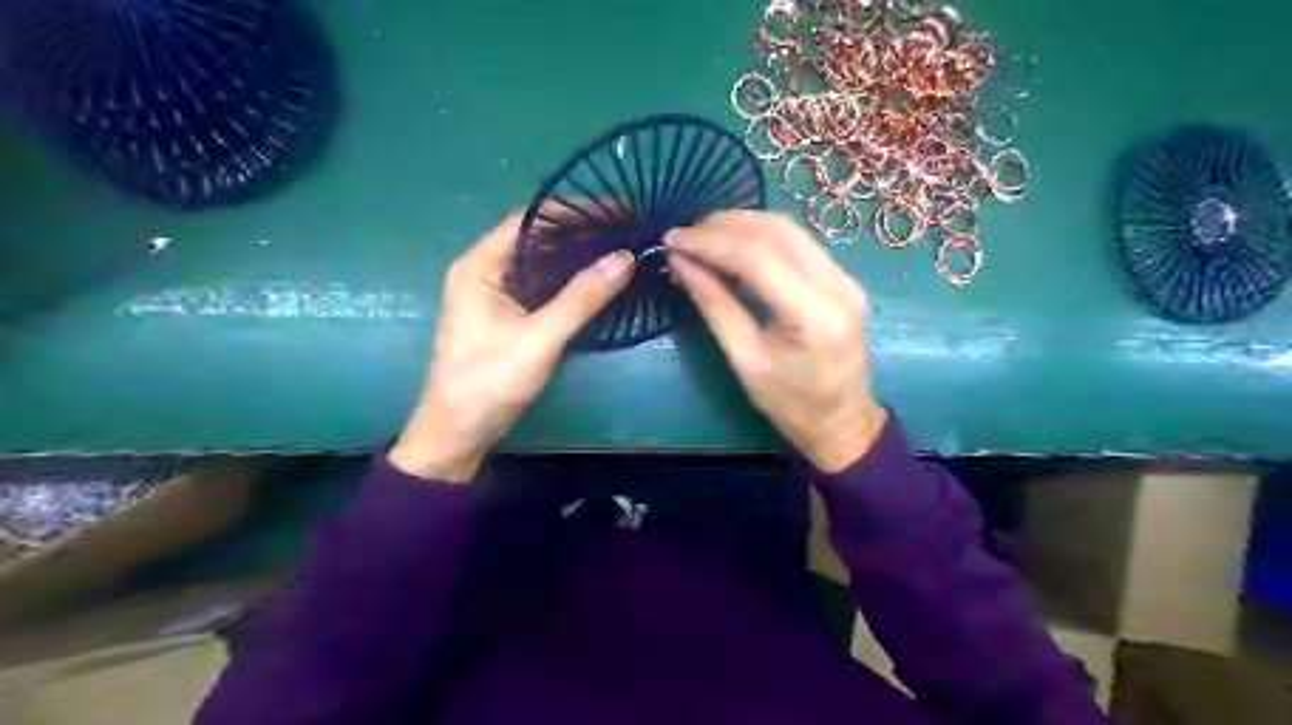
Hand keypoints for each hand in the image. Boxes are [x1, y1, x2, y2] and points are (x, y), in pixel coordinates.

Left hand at [394, 217, 632, 484]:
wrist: (457, 431)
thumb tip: (626, 256)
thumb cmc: (490, 381)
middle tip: (626, 227)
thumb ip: (582, 297)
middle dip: (581, 228)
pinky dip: (567, 276)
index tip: (618, 209)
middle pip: (536, 235)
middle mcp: (483, 268)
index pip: (531, 218)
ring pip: (540, 258)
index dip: (576, 209)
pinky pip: (540, 282)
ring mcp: (493, 291)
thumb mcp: (541, 339)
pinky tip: (596, 277)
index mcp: (480, 264)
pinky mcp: (504, 311)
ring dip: (576, 252)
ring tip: (620, 245)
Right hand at [666, 210, 889, 469]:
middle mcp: (839, 286)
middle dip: (725, 225)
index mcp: (816, 317)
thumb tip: (681, 262)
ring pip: (789, 230)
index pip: (759, 259)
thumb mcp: (744, 360)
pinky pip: (798, 243)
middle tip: (685, 234)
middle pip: (778, 232)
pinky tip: (732, 244)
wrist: (842, 422)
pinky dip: (760, 237)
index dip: (711, 243)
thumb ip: (714, 305)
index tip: (673, 240)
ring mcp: (846, 278)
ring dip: (742, 225)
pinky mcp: (842, 278)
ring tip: (702, 235)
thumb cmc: (790, 404)